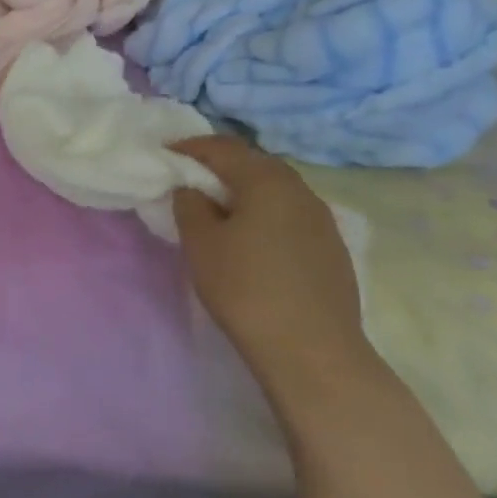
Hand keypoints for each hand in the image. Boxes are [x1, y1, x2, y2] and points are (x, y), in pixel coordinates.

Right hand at [171, 136, 365, 364]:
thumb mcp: (201, 244)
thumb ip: (190, 205)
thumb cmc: (246, 289)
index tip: (164, 154)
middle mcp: (300, 190)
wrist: (312, 350)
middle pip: (254, 164)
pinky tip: (253, 239)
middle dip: (219, 166)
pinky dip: (265, 214)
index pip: (223, 148)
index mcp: (267, 180)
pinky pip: (290, 215)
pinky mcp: (332, 248)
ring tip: (218, 210)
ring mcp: (322, 219)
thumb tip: (192, 189)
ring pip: (275, 190)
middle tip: (189, 180)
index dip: (190, 147)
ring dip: (245, 191)